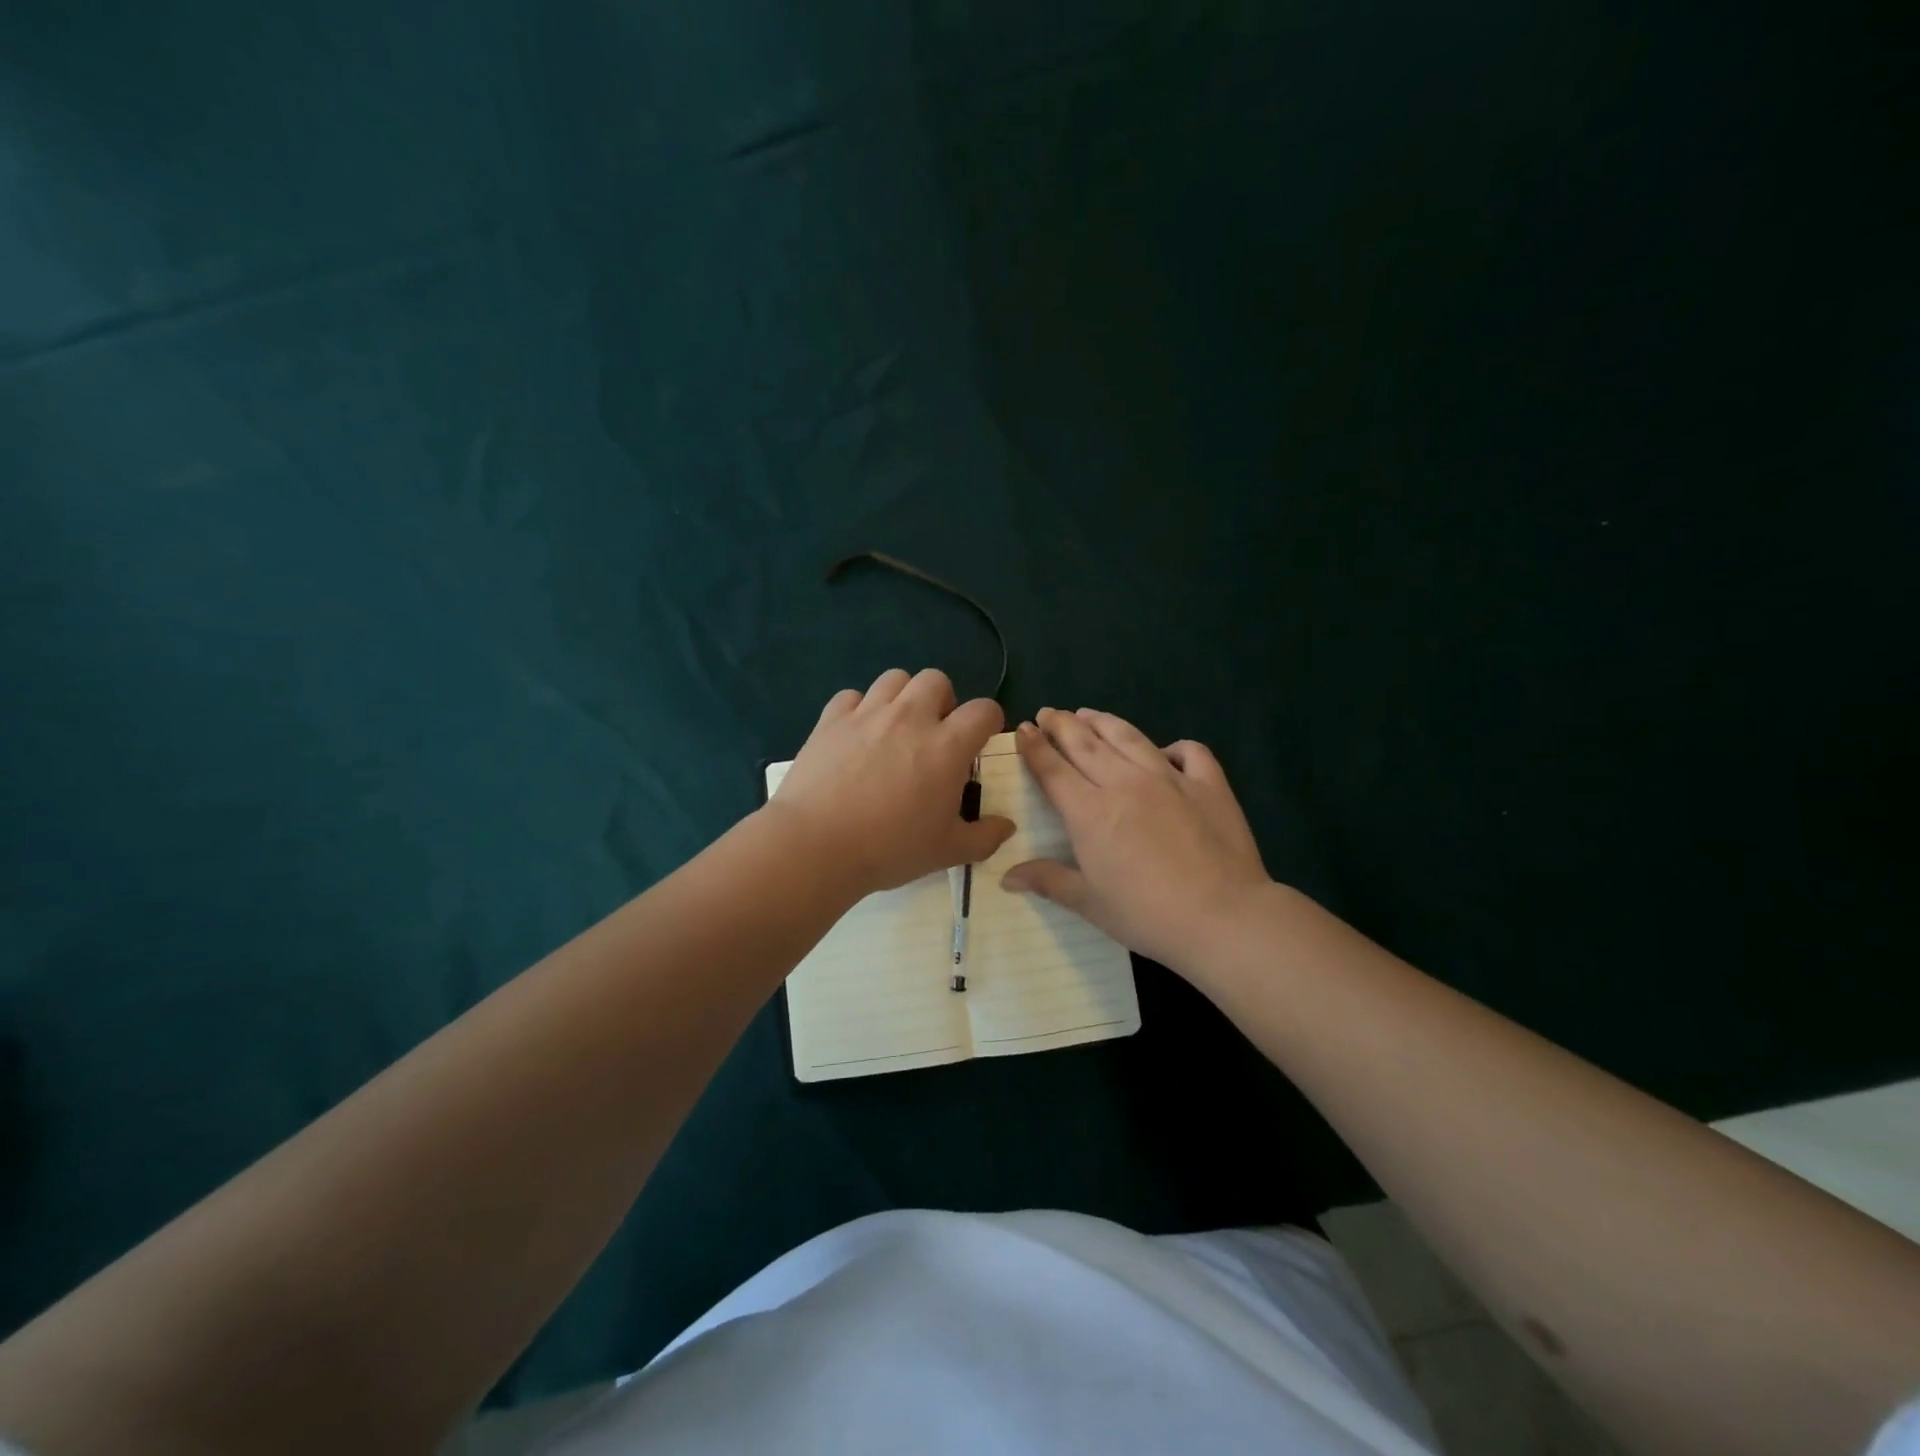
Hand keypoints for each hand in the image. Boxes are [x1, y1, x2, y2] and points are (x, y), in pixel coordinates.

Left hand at [768, 669, 1015, 896]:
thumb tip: (1008, 826)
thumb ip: (984, 837)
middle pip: (937, 679)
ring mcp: (868, 714)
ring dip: (903, 697)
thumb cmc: (889, 849)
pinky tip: (856, 735)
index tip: (979, 740)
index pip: (984, 709)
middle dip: (942, 700)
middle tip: (934, 734)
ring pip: (895, 678)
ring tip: (895, 728)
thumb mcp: (947, 852)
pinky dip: (859, 709)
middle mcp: (910, 718)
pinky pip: (851, 696)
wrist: (816, 846)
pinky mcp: (831, 719)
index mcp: (946, 746)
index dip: (988, 720)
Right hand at [1001, 707, 1272, 974]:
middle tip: (1048, 712)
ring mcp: (1169, 778)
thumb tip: (1007, 877)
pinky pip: (1189, 751)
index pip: (1052, 768)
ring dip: (1103, 722)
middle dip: (1061, 724)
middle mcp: (1124, 782)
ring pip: (1129, 736)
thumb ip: (1048, 881)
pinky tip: (1166, 752)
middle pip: (1085, 742)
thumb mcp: (1090, 903)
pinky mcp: (1208, 783)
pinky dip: (1174, 747)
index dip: (1034, 746)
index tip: (1023, 729)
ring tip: (1088, 714)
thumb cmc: (1147, 914)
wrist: (1223, 917)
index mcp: (1090, 811)